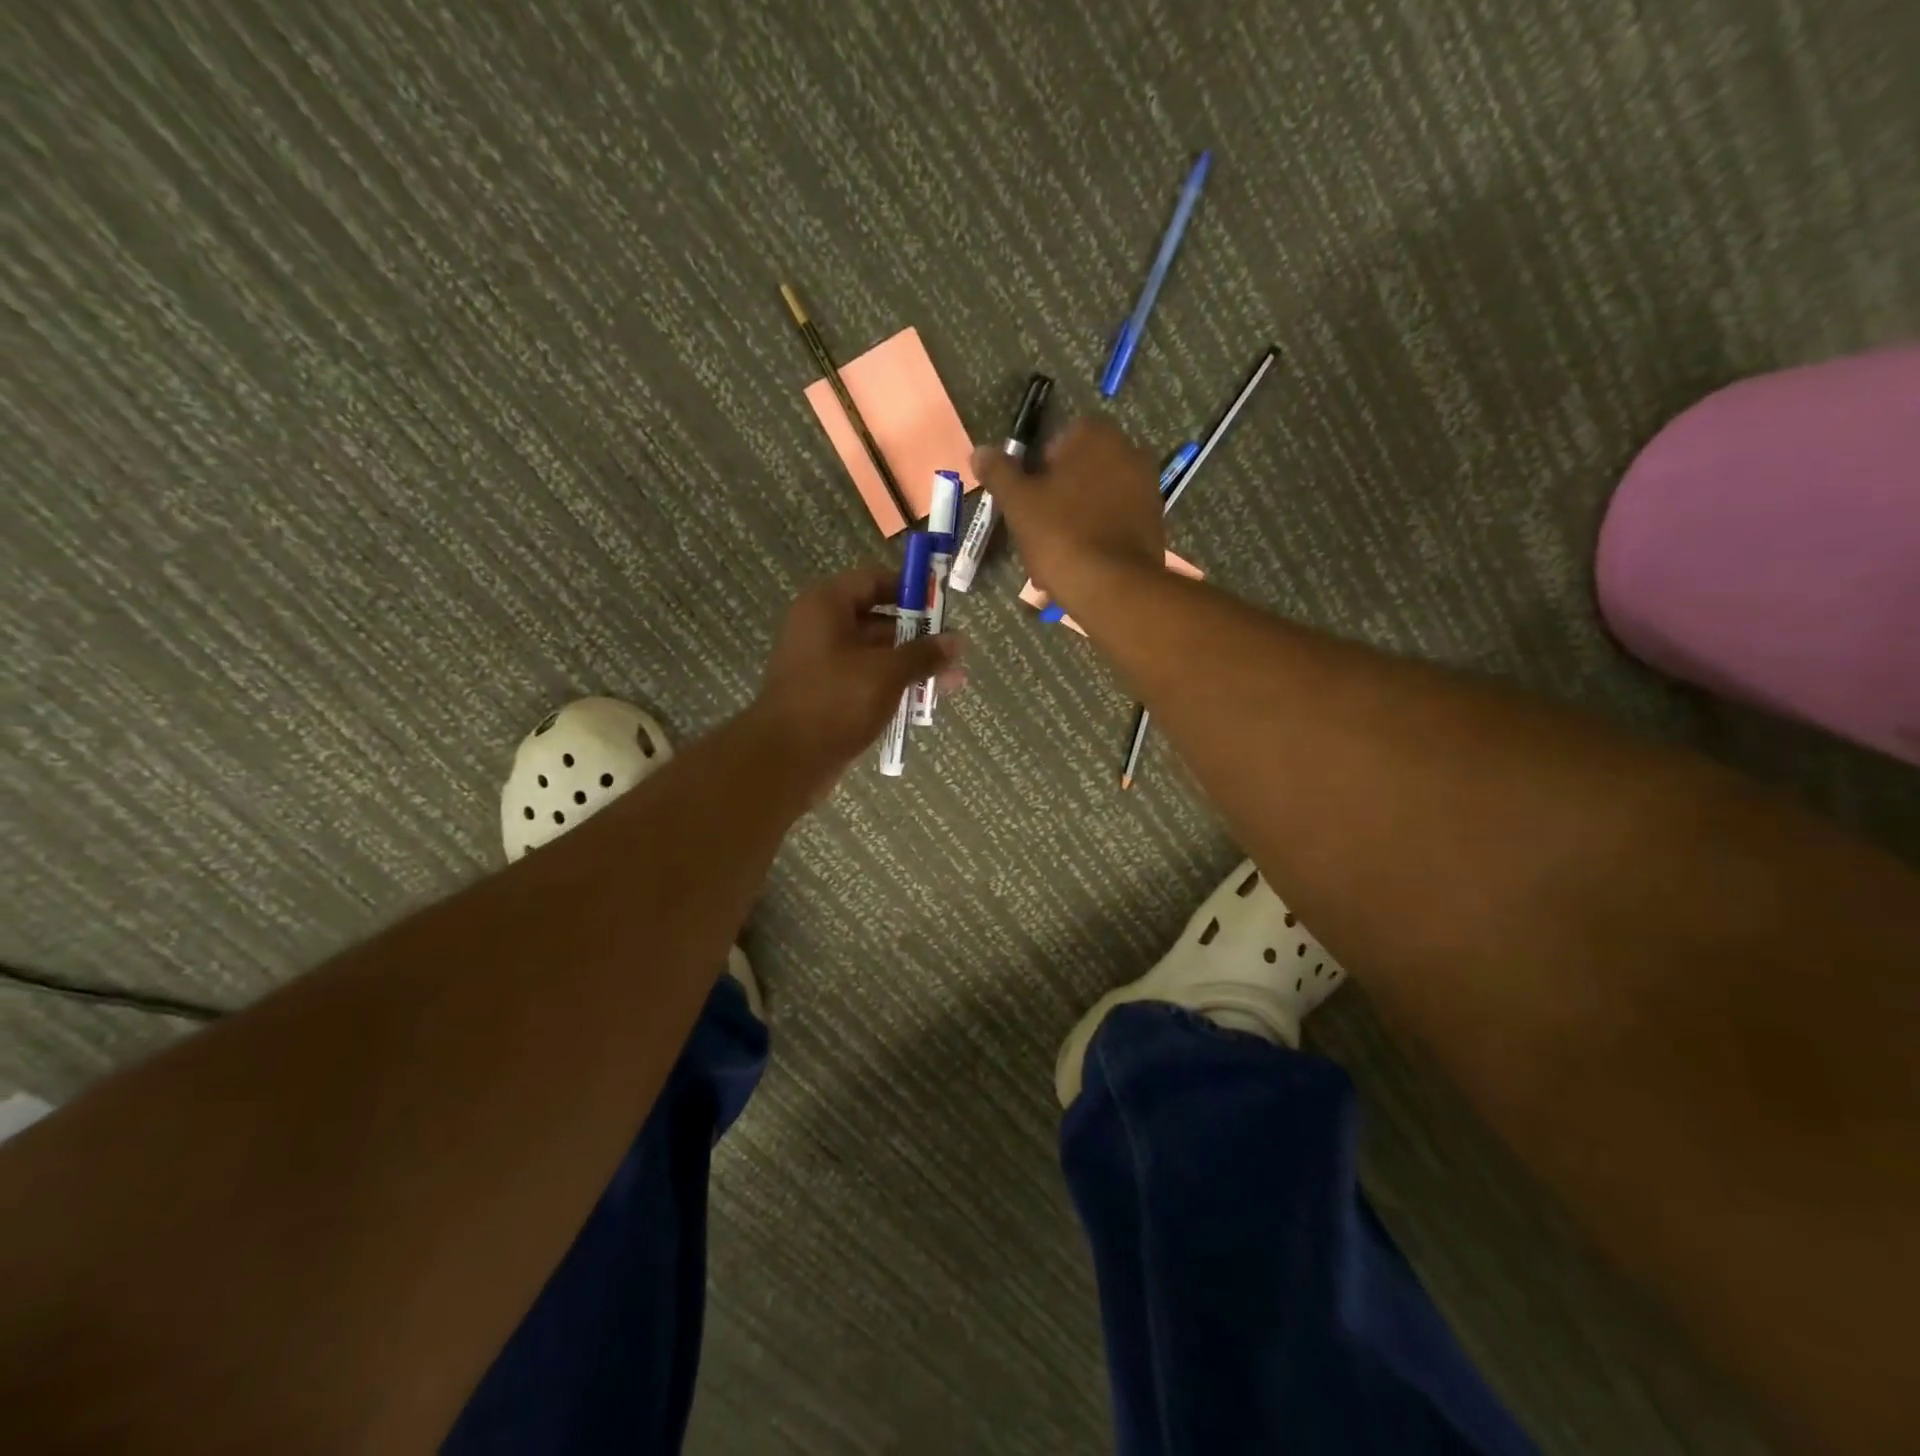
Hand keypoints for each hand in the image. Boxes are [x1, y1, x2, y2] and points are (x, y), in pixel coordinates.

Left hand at [749, 564, 962, 792]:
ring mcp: (823, 664)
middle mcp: (822, 628)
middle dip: (919, 636)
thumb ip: (923, 654)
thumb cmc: (836, 701)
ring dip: (912, 666)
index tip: (942, 603)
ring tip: (953, 682)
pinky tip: (925, 702)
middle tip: (954, 650)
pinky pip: (867, 681)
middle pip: (878, 620)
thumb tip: (957, 641)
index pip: (873, 580)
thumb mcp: (887, 673)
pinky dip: (894, 687)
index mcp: (827, 606)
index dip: (909, 589)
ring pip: (876, 655)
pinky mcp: (828, 695)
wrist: (786, 760)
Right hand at [972, 417, 1165, 605]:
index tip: (1025, 500)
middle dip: (1056, 498)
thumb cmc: (1060, 534)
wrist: (1112, 587)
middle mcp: (1129, 452)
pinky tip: (1077, 566)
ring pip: (1095, 501)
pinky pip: (1114, 524)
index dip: (1036, 470)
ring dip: (1074, 521)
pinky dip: (1095, 538)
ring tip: (1052, 557)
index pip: (1058, 440)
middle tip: (1034, 532)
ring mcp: (1147, 488)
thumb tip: (980, 452)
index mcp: (1096, 435)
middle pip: (1078, 472)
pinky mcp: (1154, 523)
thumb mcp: (1018, 503)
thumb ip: (999, 472)